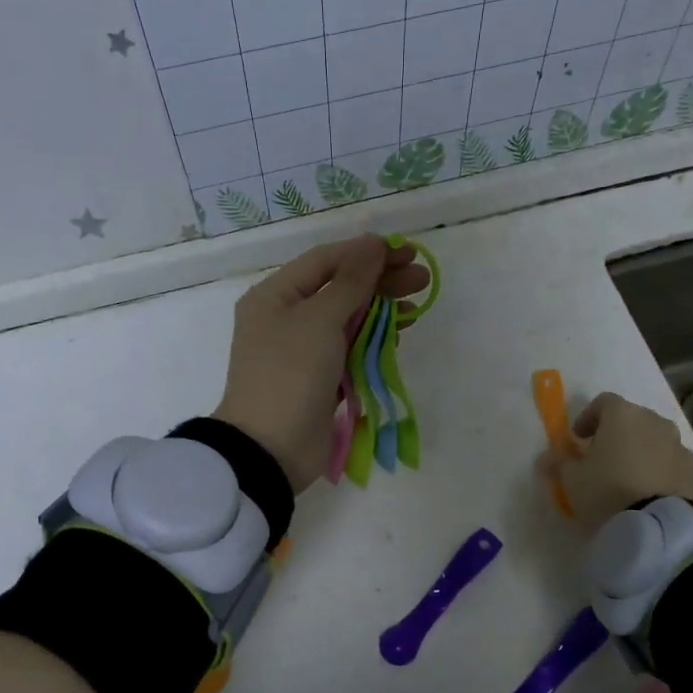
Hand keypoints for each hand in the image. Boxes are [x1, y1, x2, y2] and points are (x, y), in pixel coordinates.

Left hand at [213, 235, 429, 491]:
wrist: (271, 448)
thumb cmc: (290, 373)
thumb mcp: (320, 319)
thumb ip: (351, 281)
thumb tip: (372, 244)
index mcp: (274, 295)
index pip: (326, 260)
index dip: (366, 253)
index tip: (406, 252)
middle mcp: (285, 318)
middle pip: (339, 289)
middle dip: (380, 282)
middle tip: (421, 280)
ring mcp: (301, 351)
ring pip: (347, 320)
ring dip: (381, 311)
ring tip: (416, 307)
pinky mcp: (318, 378)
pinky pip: (349, 349)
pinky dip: (373, 340)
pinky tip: (399, 333)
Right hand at [545, 392, 692, 530]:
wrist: (659, 527)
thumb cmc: (608, 491)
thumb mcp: (572, 479)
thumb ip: (559, 462)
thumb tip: (547, 456)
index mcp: (623, 415)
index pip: (603, 402)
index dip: (588, 417)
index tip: (578, 439)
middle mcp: (655, 422)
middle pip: (632, 419)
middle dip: (616, 434)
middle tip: (602, 459)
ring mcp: (679, 446)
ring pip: (655, 441)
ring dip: (640, 452)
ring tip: (627, 479)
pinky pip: (671, 463)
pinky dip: (659, 471)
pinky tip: (649, 494)